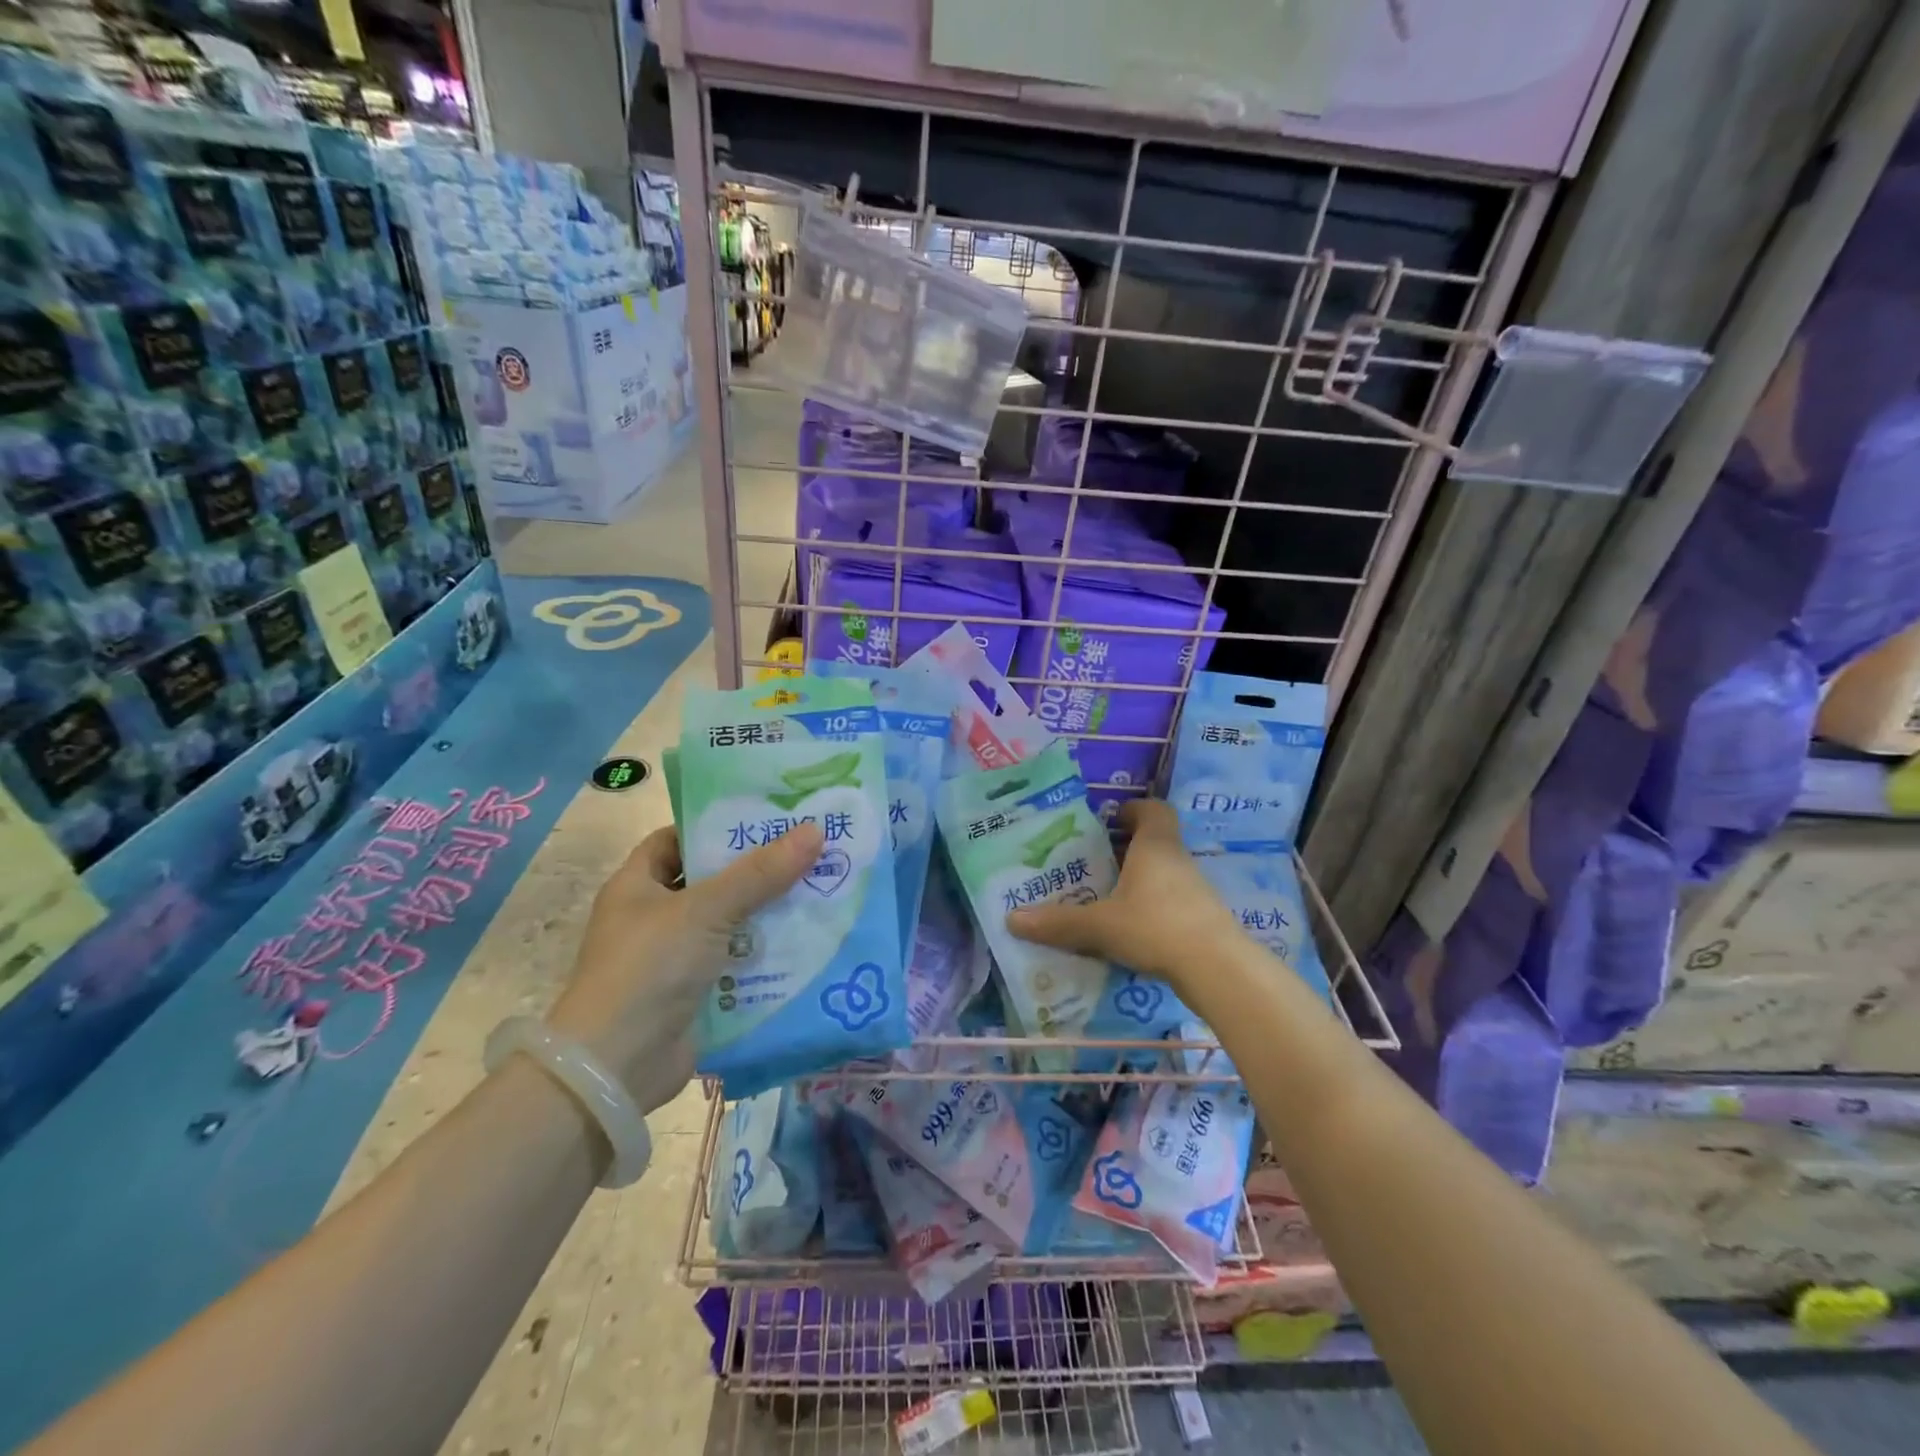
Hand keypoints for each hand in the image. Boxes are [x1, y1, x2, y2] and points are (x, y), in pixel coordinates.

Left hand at [547, 821, 822, 1110]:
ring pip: (730, 924)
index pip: (676, 840)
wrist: (618, 1066)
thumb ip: (760, 873)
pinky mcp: (696, 993)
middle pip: (711, 882)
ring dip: (768, 914)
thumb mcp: (706, 909)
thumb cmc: (650, 967)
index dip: (715, 827)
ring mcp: (674, 958)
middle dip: (756, 871)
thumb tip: (814, 831)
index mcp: (637, 885)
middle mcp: (653, 918)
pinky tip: (808, 942)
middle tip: (808, 851)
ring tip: (820, 890)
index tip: (764, 818)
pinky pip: (737, 963)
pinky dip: (766, 955)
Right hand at [1006, 799, 1242, 992]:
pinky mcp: (1201, 919)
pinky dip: (1149, 907)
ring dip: (1136, 880)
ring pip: (1161, 873)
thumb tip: (1012, 919)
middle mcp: (1177, 860)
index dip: (1133, 809)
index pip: (1154, 809)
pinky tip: (1127, 929)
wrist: (1218, 969)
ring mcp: (1194, 890)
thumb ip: (1058, 922)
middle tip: (1091, 861)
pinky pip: (1169, 901)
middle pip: (1153, 842)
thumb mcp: (1099, 925)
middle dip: (1123, 849)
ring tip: (1102, 897)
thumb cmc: (1156, 927)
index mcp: (1155, 846)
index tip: (1109, 819)